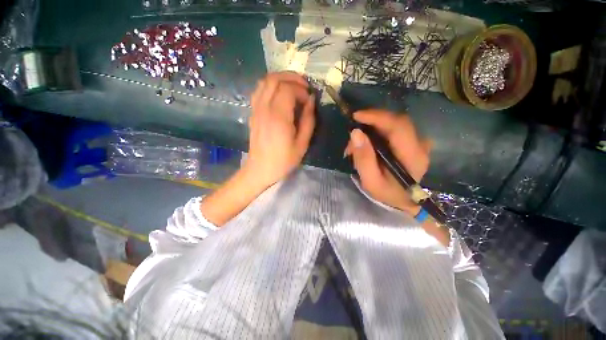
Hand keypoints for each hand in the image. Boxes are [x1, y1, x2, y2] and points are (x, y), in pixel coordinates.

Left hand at [245, 72, 315, 187]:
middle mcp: (264, 108)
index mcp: (278, 117)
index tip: (309, 100)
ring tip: (294, 86)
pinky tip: (280, 94)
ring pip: (265, 81)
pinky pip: (259, 90)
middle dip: (292, 78)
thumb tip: (311, 101)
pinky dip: (271, 86)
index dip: (302, 90)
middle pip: (275, 79)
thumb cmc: (283, 160)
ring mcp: (256, 109)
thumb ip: (308, 121)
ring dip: (281, 78)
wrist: (260, 169)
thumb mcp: (302, 144)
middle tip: (305, 86)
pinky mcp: (253, 112)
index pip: (288, 89)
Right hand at [344, 110, 431, 215]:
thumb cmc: (387, 193)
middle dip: (371, 123)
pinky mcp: (412, 142)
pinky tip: (367, 143)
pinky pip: (394, 129)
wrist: (404, 200)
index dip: (377, 117)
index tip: (356, 116)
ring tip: (356, 144)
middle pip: (396, 121)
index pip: (399, 126)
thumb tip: (356, 133)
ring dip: (372, 128)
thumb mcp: (371, 181)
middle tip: (353, 135)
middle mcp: (420, 145)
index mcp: (412, 156)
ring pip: (393, 123)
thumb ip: (363, 159)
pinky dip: (378, 131)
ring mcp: (418, 142)